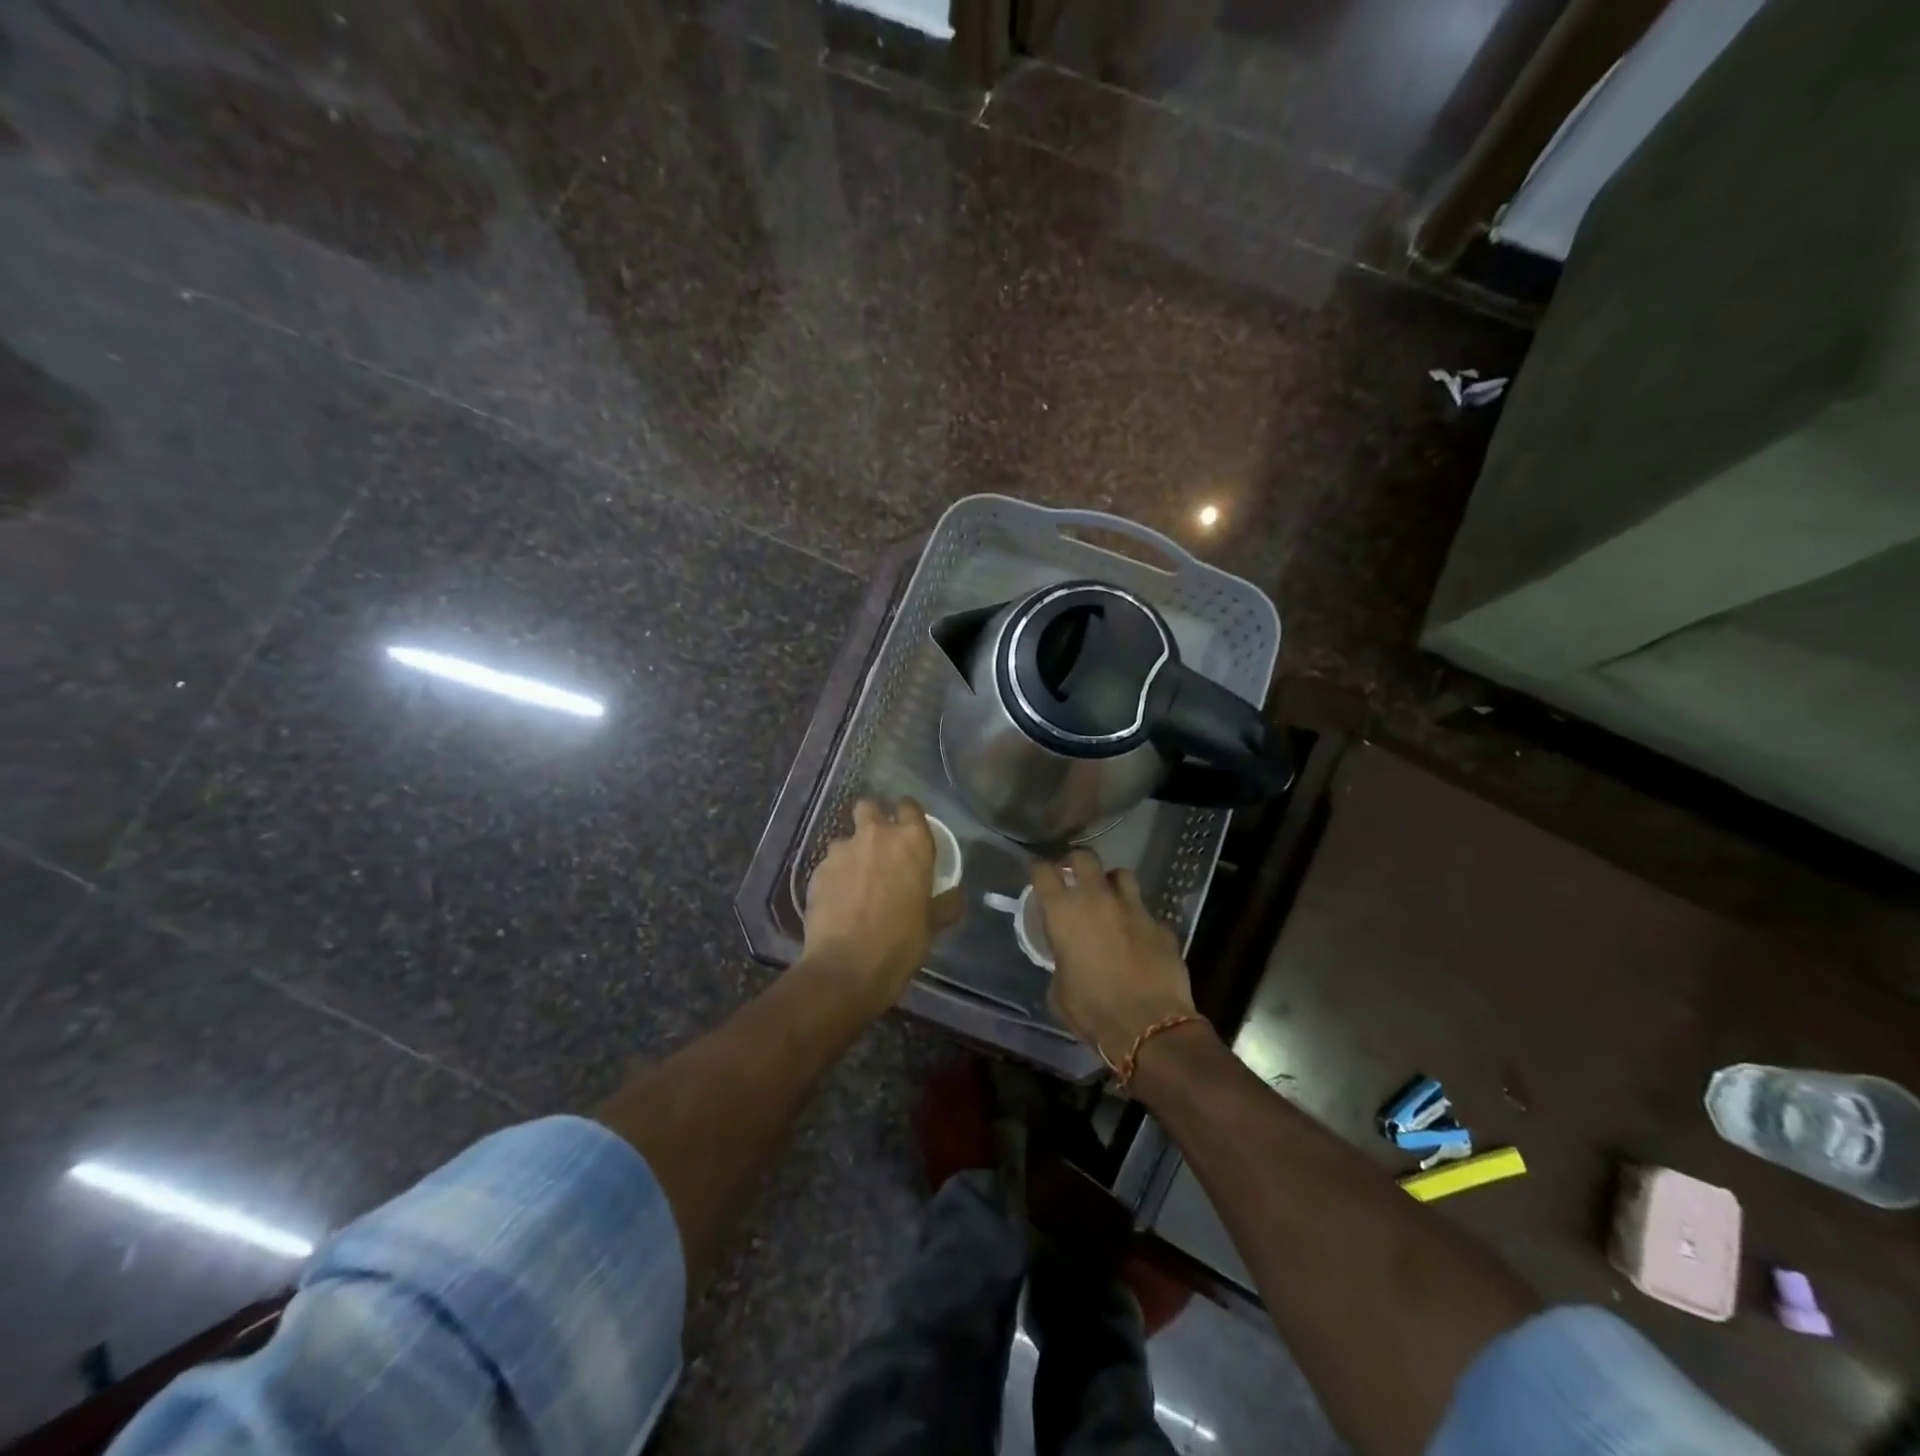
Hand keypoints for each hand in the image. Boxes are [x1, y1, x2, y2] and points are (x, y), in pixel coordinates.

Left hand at [801, 797, 961, 1017]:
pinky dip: (835, 876)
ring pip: (846, 838)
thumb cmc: (900, 943)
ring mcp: (842, 850)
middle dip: (873, 819)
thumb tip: (955, 896)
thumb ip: (946, 903)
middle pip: (870, 806)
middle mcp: (876, 835)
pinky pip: (829, 864)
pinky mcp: (817, 870)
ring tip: (856, 882)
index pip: (910, 806)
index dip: (908, 814)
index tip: (909, 829)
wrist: (846, 967)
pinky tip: (839, 901)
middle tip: (880, 846)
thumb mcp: (933, 925)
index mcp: (911, 841)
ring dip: (852, 853)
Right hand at [1032, 849, 1196, 1067]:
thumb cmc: (1092, 1011)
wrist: (1149, 1027)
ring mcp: (1133, 908)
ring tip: (1109, 899)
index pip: (1043, 872)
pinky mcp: (1161, 924)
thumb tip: (1067, 959)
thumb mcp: (1059, 990)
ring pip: (1121, 874)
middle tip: (1073, 876)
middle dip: (1076, 862)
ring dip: (1111, 883)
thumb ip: (1060, 962)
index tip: (1037, 874)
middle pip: (1084, 857)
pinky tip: (1138, 939)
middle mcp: (1097, 899)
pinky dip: (1138, 920)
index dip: (1038, 869)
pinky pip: (1146, 912)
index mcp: (1064, 913)